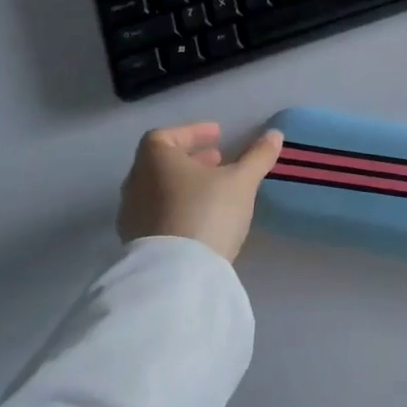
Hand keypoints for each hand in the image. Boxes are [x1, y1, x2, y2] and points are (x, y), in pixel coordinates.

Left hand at [117, 122, 283, 260]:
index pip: (165, 135)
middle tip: (218, 161)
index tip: (217, 135)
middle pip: (160, 163)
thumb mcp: (241, 181)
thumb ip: (257, 156)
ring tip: (213, 190)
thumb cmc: (207, 212)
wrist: (176, 274)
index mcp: (155, 160)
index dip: (192, 132)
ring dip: (184, 185)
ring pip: (158, 190)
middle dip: (191, 159)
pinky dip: (178, 207)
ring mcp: (132, 215)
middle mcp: (136, 183)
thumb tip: (274, 134)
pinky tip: (201, 218)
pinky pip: (158, 214)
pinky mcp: (137, 244)